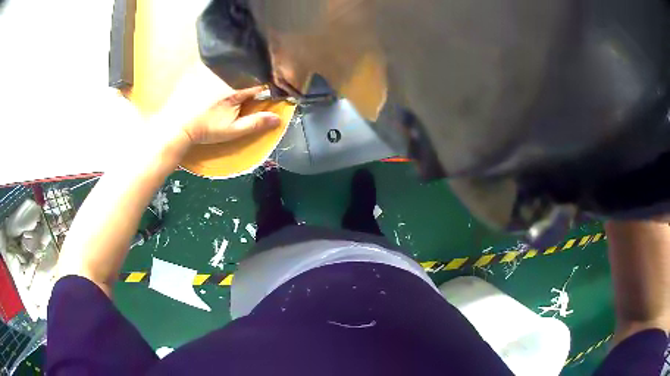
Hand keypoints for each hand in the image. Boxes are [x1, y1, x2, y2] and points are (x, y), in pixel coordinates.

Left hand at [159, 63, 280, 144]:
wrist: (176, 124)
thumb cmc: (204, 129)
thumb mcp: (231, 130)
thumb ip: (255, 123)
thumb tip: (278, 119)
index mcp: (237, 88)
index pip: (262, 81)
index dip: (269, 85)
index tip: (270, 91)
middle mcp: (227, 74)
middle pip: (249, 70)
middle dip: (255, 76)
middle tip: (254, 88)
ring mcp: (213, 69)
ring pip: (235, 64)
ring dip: (241, 69)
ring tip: (239, 77)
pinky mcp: (201, 68)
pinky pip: (220, 61)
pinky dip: (226, 65)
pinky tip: (227, 77)